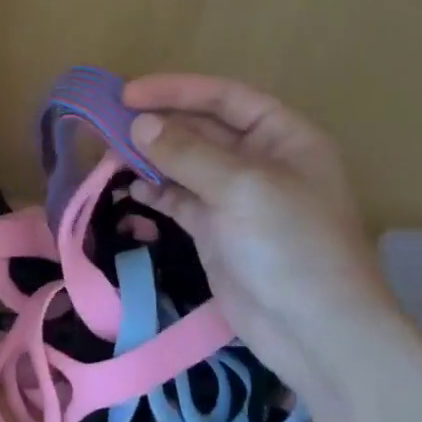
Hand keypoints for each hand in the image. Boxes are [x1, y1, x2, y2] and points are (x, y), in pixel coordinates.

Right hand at [123, 74, 400, 410]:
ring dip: (150, 157)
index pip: (225, 98)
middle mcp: (260, 161)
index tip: (127, 94)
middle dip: (158, 124)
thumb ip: (188, 153)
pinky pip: (180, 199)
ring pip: (185, 164)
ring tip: (109, 155)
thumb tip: (139, 125)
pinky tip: (129, 189)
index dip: (176, 90)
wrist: (315, 332)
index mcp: (283, 137)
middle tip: (106, 124)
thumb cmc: (292, 246)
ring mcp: (236, 198)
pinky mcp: (216, 231)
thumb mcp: (243, 189)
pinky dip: (154, 191)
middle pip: (201, 129)